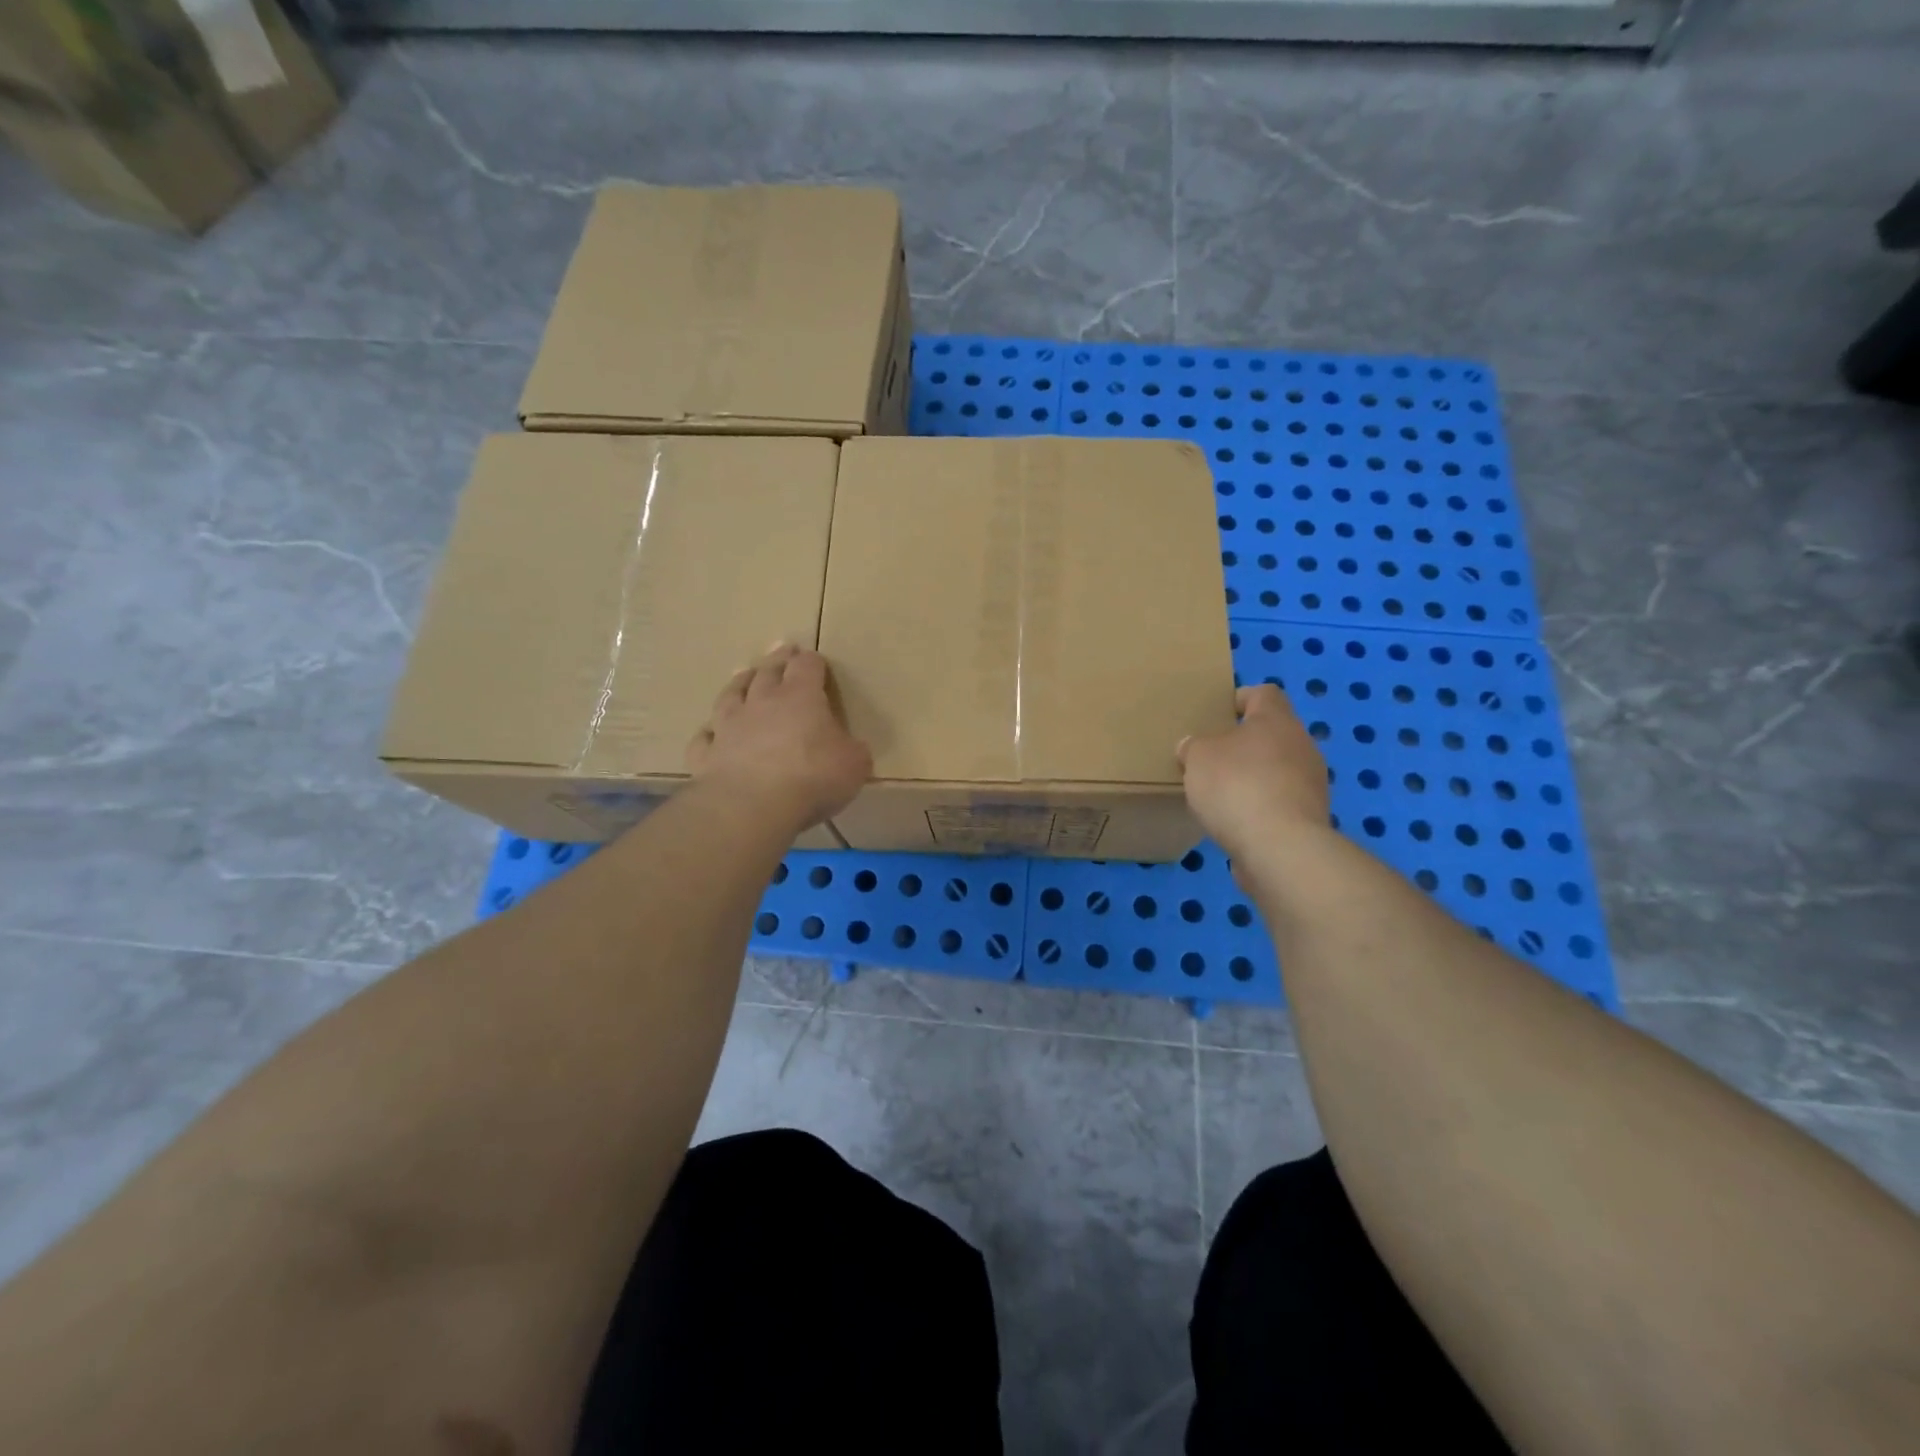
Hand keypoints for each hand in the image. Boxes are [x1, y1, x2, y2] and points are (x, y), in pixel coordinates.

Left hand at [686, 644, 872, 828]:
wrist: (752, 806)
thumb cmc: (812, 777)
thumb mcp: (854, 764)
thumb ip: (852, 750)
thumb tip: (851, 748)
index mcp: (801, 697)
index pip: (807, 666)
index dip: (812, 661)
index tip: (816, 660)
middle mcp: (762, 703)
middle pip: (767, 671)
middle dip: (777, 659)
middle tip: (781, 650)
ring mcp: (729, 726)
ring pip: (731, 695)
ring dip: (739, 683)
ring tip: (742, 674)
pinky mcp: (707, 755)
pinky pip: (705, 738)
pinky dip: (709, 732)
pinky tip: (710, 732)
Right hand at [1177, 684, 1330, 860]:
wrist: (1279, 848)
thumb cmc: (1236, 786)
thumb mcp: (1198, 757)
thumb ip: (1194, 747)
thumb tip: (1193, 747)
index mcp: (1277, 720)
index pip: (1265, 694)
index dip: (1241, 698)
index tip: (1218, 713)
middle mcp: (1302, 745)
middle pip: (1272, 734)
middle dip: (1244, 744)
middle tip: (1212, 758)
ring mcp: (1311, 783)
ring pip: (1278, 769)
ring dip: (1254, 777)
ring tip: (1221, 794)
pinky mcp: (1310, 818)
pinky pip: (1280, 802)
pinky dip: (1260, 807)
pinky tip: (1236, 821)